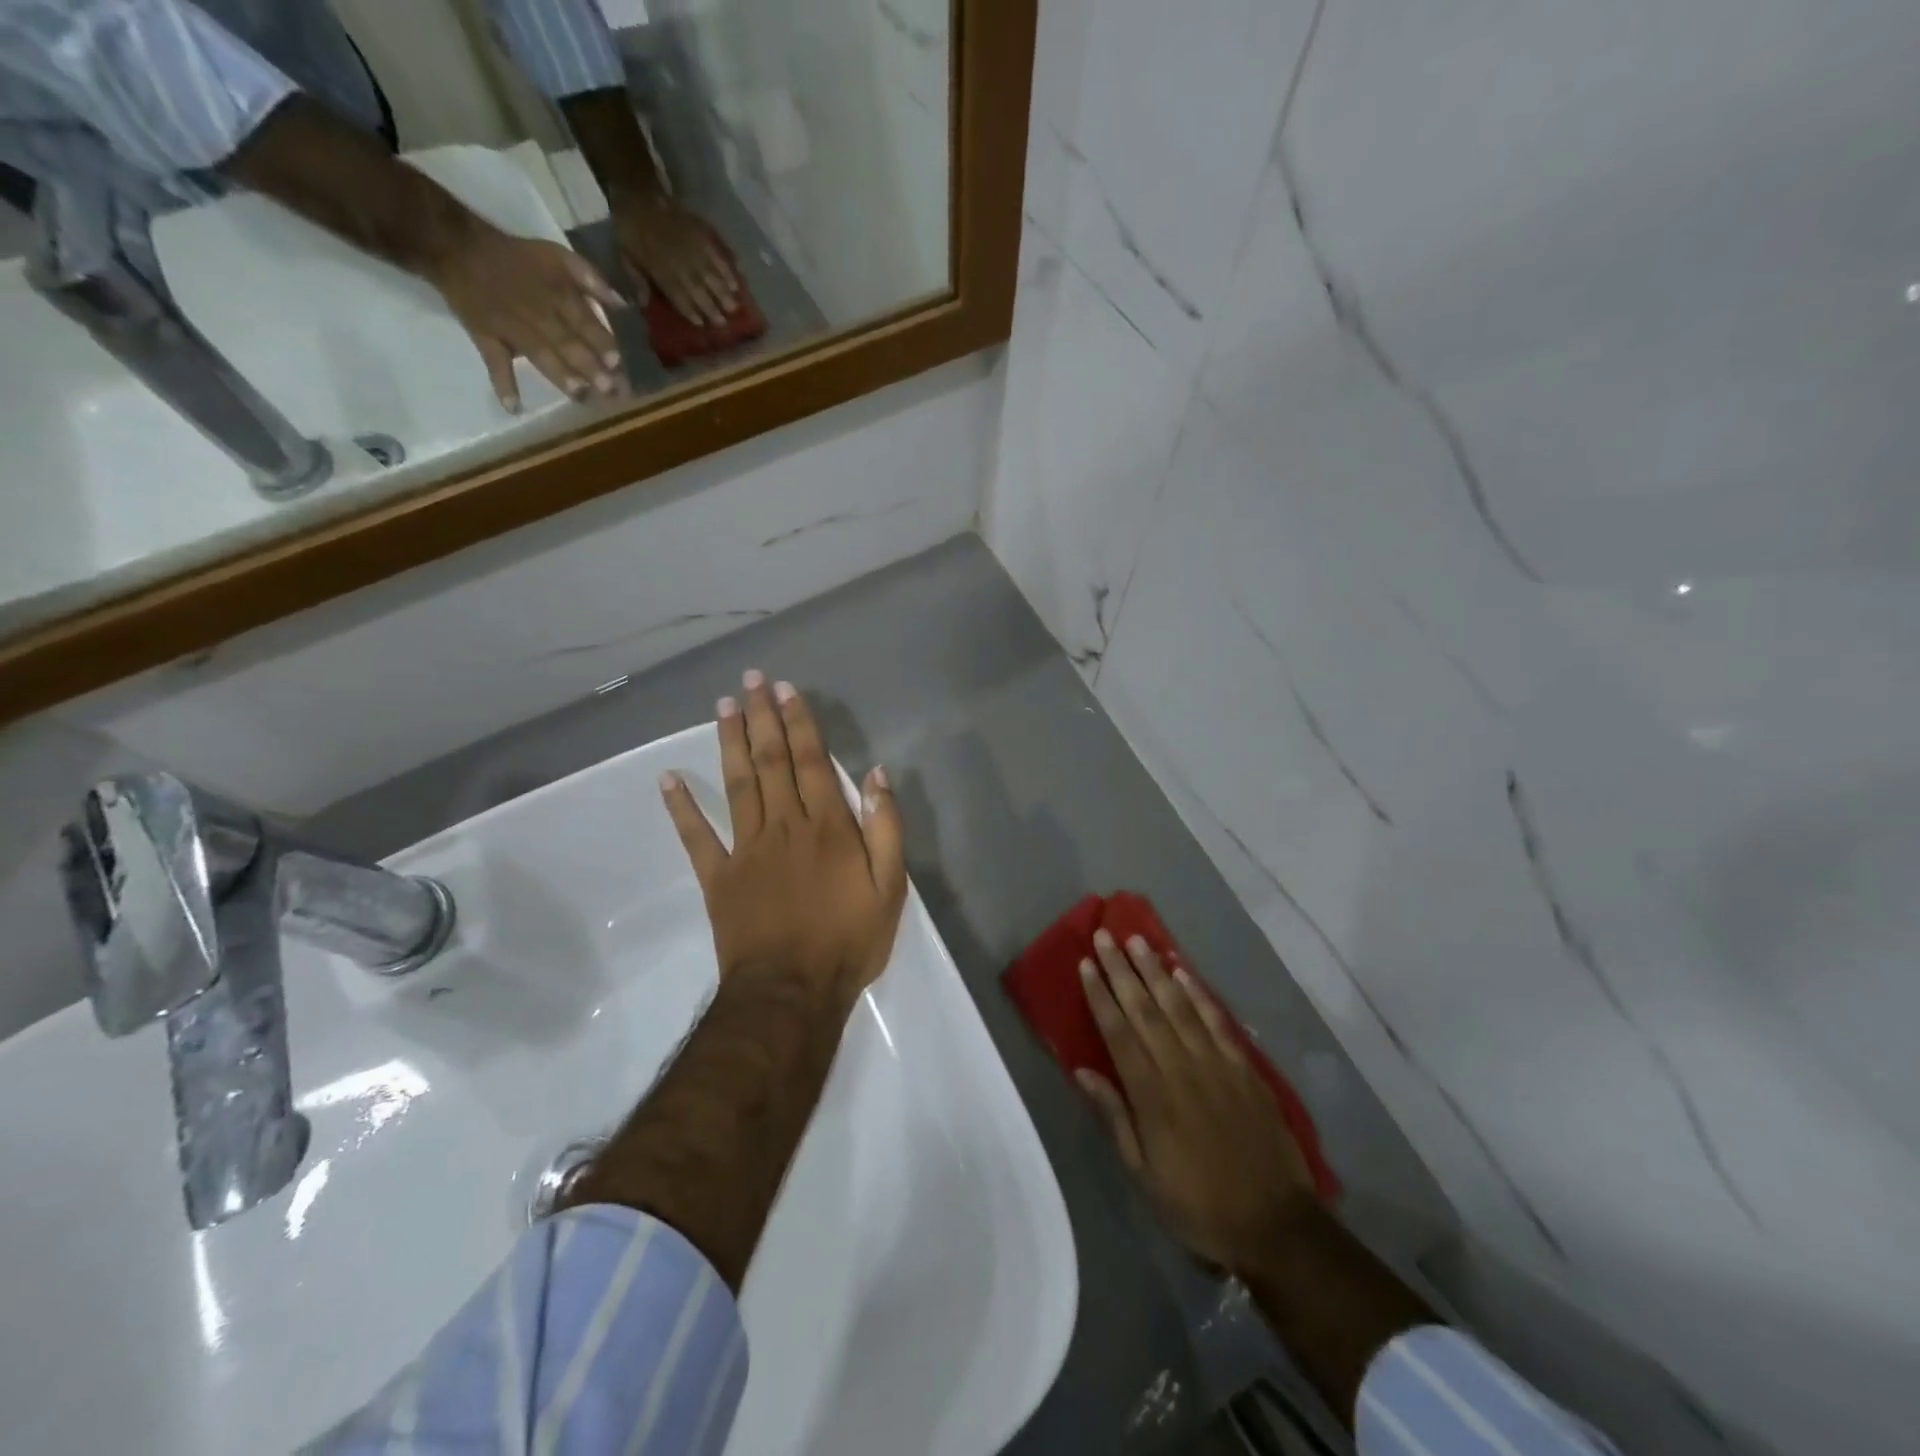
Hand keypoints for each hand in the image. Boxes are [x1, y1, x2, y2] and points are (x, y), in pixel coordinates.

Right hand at [425, 222, 628, 410]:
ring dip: (559, 374)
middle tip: (609, 389)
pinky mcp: (487, 338)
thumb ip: (592, 279)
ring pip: (539, 354)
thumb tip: (623, 305)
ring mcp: (512, 329)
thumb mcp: (558, 256)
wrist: (458, 248)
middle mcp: (538, 314)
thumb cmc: (518, 257)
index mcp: (557, 295)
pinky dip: (503, 384)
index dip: (601, 342)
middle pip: (567, 342)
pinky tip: (514, 407)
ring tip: (579, 394)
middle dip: (589, 366)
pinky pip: (494, 362)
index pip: (584, 322)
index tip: (618, 363)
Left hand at [611, 190, 740, 326]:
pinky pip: (716, 254)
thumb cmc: (630, 229)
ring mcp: (691, 247)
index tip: (701, 324)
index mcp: (658, 269)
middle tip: (725, 323)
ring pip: (710, 274)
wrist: (637, 192)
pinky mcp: (700, 234)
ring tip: (735, 307)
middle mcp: (677, 261)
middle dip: (711, 307)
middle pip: (697, 289)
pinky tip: (736, 283)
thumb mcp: (625, 255)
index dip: (689, 311)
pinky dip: (727, 270)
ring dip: (723, 293)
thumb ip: (637, 279)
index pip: (677, 295)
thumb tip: (643, 303)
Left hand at [660, 670, 906, 1006]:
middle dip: (762, 717)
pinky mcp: (719, 876)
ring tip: (723, 706)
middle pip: (771, 761)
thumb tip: (877, 775)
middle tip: (751, 679)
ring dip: (730, 742)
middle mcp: (784, 825)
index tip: (786, 689)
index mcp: (827, 826)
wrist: (792, 992)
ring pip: (737, 784)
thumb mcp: (890, 887)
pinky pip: (697, 836)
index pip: (812, 761)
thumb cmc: (849, 940)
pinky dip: (681, 807)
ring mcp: (746, 849)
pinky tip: (668, 778)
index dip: (799, 722)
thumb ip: (886, 828)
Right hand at [1080, 931, 1314, 1274]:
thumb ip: (1115, 1116)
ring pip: (1179, 1006)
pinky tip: (1183, 973)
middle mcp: (1180, 1068)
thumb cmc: (1198, 1204)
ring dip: (1156, 971)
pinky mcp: (1244, 1068)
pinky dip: (1199, 994)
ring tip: (1138, 941)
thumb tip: (1082, 1071)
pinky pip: (1217, 1021)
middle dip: (1122, 970)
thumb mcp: (1144, 1173)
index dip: (1100, 995)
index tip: (1086, 964)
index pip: (1118, 1032)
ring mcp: (1216, 1064)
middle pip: (1145, 1009)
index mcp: (1151, 1095)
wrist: (1275, 1225)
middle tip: (1105, 936)